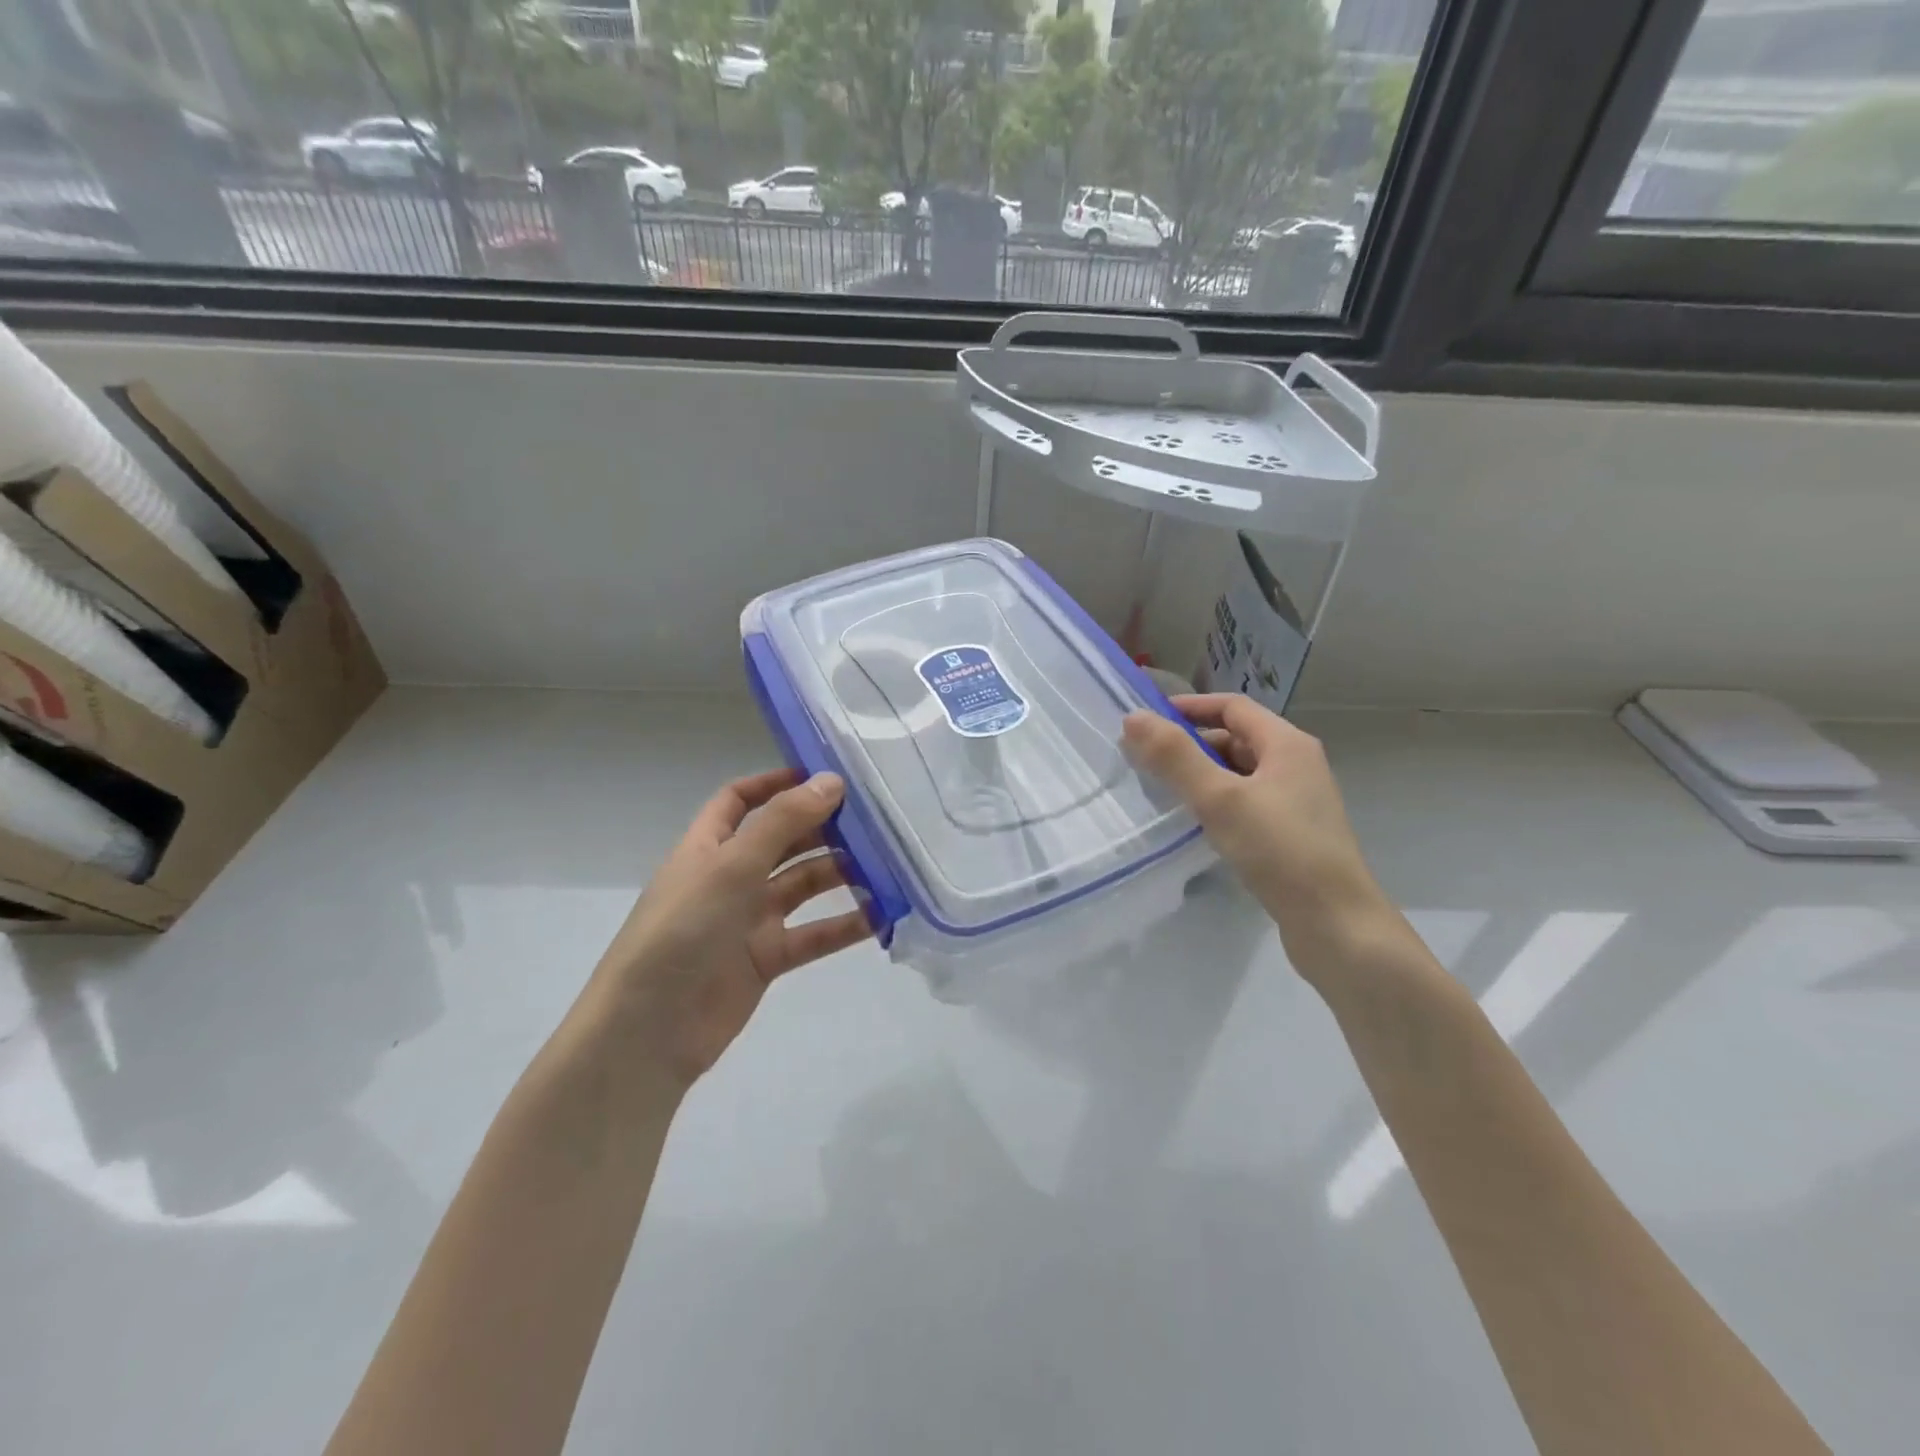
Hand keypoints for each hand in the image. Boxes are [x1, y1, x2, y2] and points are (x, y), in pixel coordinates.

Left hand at [585, 768, 871, 1089]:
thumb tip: (831, 780)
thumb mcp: (731, 866)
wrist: (650, 1030)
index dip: (776, 783)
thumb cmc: (682, 931)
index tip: (824, 776)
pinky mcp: (767, 959)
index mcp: (708, 847)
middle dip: (822, 827)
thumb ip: (782, 823)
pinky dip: (844, 925)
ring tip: (886, 862)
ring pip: (803, 886)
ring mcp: (749, 919)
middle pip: (782, 840)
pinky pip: (813, 934)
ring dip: (840, 873)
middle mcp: (730, 877)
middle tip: (873, 817)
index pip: (740, 800)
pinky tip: (881, 915)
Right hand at [1123, 695, 1387, 966]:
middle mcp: (1296, 765)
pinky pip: (1246, 803)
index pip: (1232, 707)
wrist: (1336, 925)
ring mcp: (1296, 802)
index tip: (1147, 722)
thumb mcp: (1220, 798)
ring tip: (1163, 793)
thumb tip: (1133, 718)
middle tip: (1146, 762)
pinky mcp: (1291, 834)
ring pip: (1239, 774)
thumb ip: (1175, 757)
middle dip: (1190, 745)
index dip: (1189, 708)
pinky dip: (1217, 803)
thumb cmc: (1280, 851)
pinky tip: (1195, 825)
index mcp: (1287, 744)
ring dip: (1201, 776)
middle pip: (1235, 739)